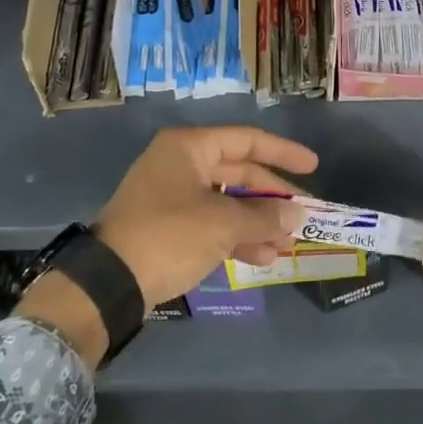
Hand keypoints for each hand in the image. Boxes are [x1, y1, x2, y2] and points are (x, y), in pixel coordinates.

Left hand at [95, 126, 317, 309]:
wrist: (109, 282)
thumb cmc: (169, 235)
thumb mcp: (222, 223)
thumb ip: (263, 216)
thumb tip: (297, 215)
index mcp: (189, 148)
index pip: (246, 140)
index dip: (283, 152)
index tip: (313, 166)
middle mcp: (180, 164)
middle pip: (239, 172)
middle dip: (271, 198)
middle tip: (302, 215)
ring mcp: (172, 196)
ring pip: (227, 202)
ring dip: (258, 222)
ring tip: (287, 245)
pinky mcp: (168, 227)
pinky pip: (212, 223)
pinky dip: (237, 237)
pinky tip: (263, 257)